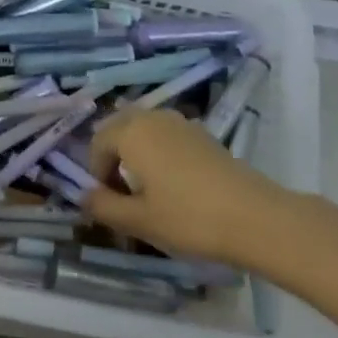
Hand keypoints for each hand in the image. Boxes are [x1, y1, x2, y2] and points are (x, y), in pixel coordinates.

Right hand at [83, 107, 290, 268]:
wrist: (253, 217)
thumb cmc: (188, 218)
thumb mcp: (139, 220)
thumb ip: (105, 207)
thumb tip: (84, 197)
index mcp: (131, 132)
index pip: (98, 143)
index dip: (96, 173)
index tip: (107, 202)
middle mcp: (153, 117)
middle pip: (120, 128)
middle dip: (113, 156)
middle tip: (121, 192)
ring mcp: (181, 122)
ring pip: (144, 129)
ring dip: (136, 151)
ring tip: (146, 188)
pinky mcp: (203, 134)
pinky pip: (167, 134)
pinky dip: (159, 151)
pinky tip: (174, 184)